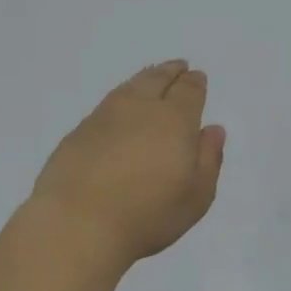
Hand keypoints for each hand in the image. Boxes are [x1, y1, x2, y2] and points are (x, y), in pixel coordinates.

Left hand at [29, 60, 225, 266]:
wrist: (77, 224)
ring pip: (129, 87)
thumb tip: (213, 129)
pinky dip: (120, 98)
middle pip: (157, 79)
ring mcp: (104, 117)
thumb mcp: (196, 196)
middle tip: (177, 66)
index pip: (188, 91)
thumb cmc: (147, 215)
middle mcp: (139, 108)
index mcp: (174, 120)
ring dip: (144, 79)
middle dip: (170, 71)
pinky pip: (106, 104)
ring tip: (151, 77)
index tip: (197, 77)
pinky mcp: (78, 132)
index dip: (195, 83)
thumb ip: (209, 158)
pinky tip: (120, 107)